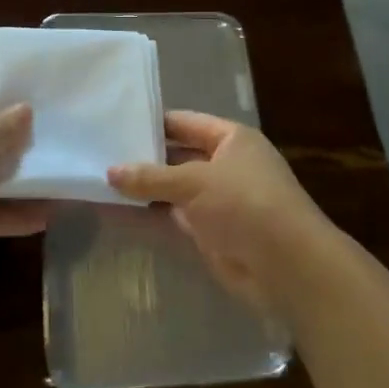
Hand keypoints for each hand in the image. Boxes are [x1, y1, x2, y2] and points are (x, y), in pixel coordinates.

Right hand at [107, 111, 338, 313]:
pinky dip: (152, 215)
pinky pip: (175, 218)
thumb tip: (110, 171)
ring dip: (145, 189)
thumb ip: (151, 177)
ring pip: (175, 189)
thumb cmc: (244, 203)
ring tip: (101, 181)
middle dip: (145, 157)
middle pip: (179, 155)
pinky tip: (120, 212)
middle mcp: (227, 165)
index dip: (153, 122)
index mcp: (232, 139)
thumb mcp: (194, 182)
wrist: (287, 266)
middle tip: (101, 153)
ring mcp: (219, 201)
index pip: (185, 122)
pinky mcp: (212, 233)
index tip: (116, 122)